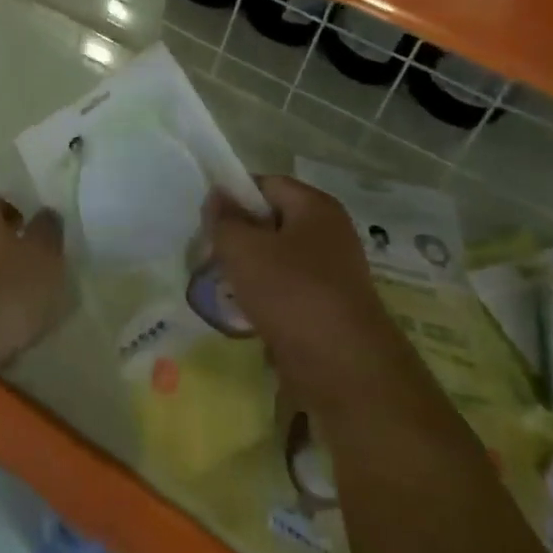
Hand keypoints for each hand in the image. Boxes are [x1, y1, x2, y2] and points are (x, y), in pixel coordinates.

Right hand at [208, 175, 421, 421]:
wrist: (345, 369)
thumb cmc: (292, 294)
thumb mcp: (243, 249)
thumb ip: (224, 219)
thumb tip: (218, 196)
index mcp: (315, 207)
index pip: (266, 184)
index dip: (233, 196)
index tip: (207, 221)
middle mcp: (330, 233)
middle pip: (272, 222)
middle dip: (239, 237)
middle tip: (209, 255)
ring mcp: (332, 273)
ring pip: (277, 260)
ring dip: (249, 271)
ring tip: (222, 287)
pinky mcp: (329, 308)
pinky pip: (288, 291)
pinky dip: (266, 299)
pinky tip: (245, 314)